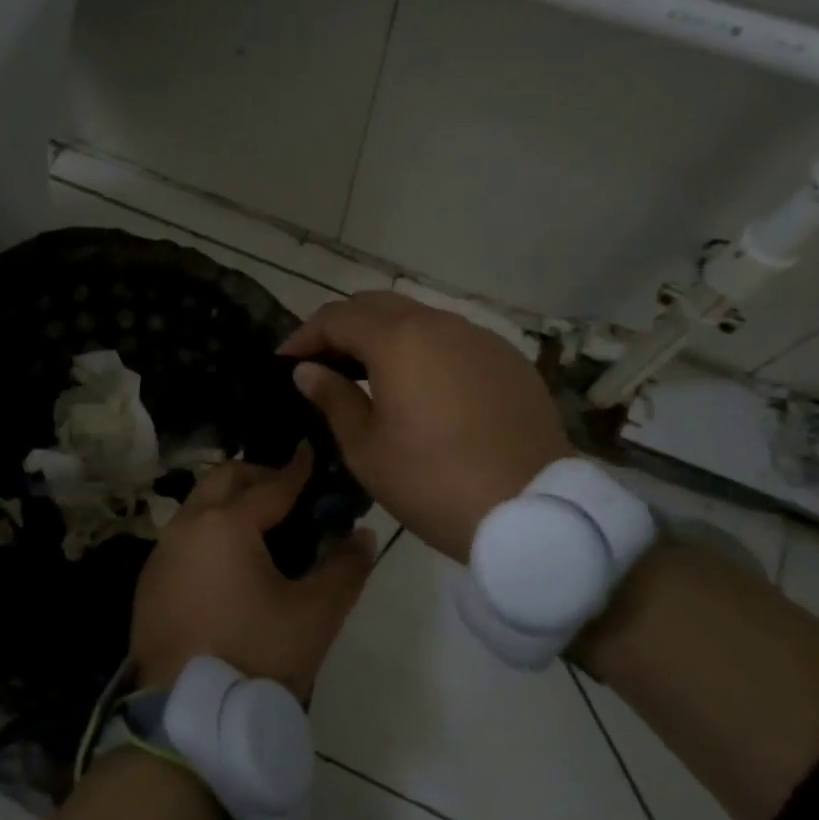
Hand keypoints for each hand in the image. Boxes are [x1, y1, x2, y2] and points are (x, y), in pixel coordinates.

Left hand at [131, 444, 377, 697]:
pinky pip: (183, 535)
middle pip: (223, 479)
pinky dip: (208, 528)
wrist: (187, 717)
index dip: (296, 469)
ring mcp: (162, 552)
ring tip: (261, 522)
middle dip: (256, 475)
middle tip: (288, 489)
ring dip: (228, 500)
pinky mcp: (149, 580)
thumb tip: (362, 535)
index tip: (311, 451)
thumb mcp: (314, 615)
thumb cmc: (256, 656)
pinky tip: (227, 559)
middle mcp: (187, 525)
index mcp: (226, 524)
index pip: (271, 486)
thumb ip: (344, 568)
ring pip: (198, 504)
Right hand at [280, 292, 570, 563]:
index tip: (286, 363)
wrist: (532, 513)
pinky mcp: (508, 360)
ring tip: (369, 374)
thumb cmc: (433, 482)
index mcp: (399, 340)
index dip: (305, 336)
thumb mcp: (367, 448)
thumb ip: (333, 398)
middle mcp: (440, 324)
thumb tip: (308, 371)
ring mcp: (480, 338)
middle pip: (378, 305)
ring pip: (419, 319)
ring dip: (385, 337)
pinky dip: (425, 351)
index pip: (337, 318)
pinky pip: (454, 341)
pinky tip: (422, 388)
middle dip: (343, 327)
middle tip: (323, 362)